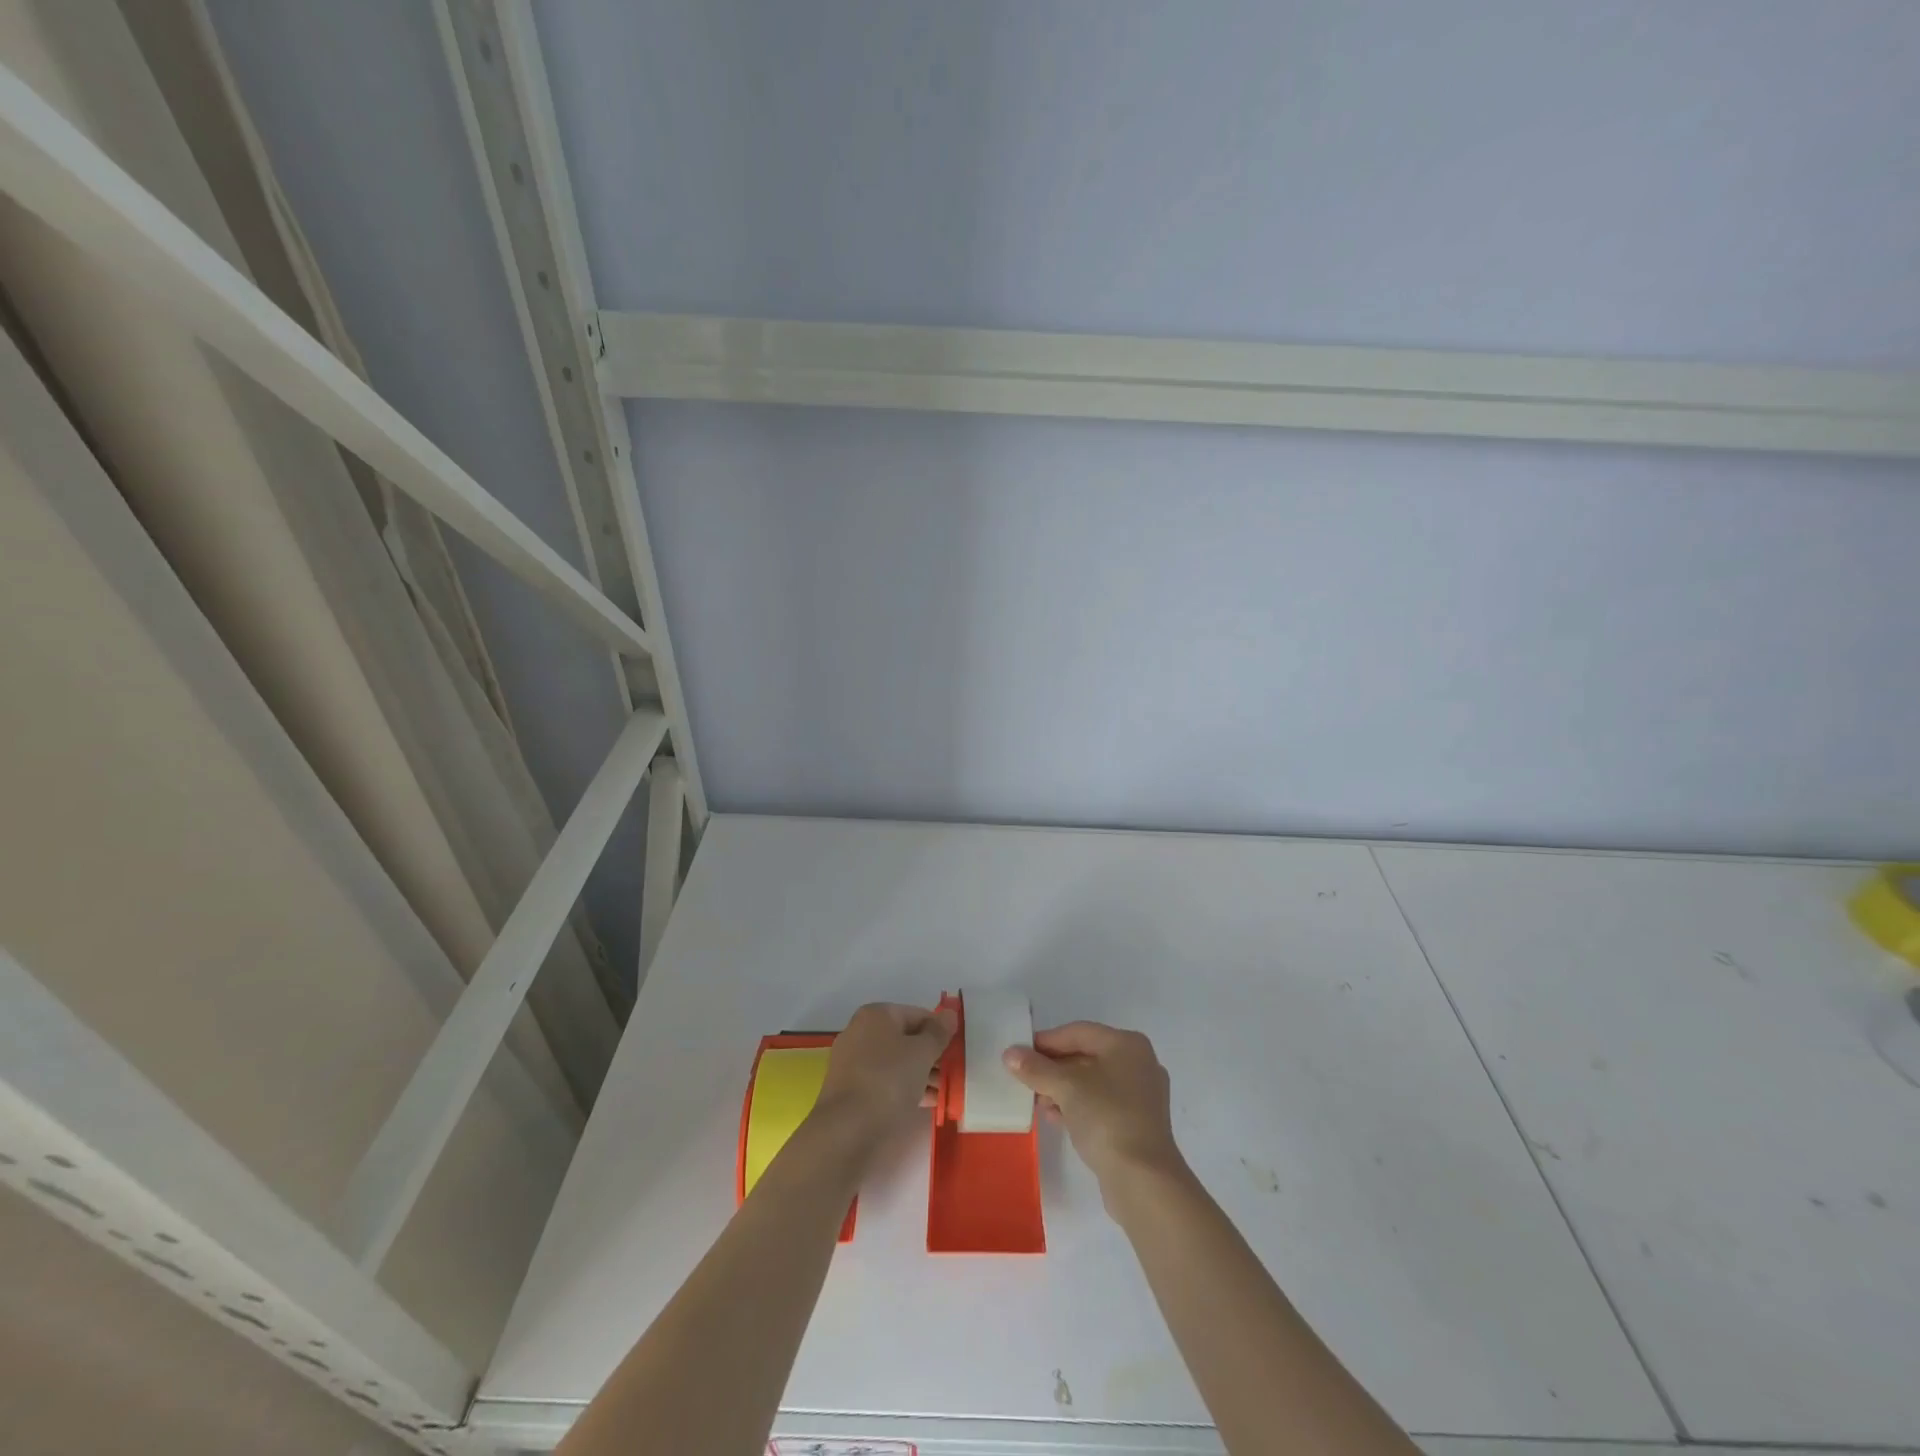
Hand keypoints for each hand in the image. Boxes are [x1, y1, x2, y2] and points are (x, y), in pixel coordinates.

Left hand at [811, 1002, 955, 1148]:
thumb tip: (949, 1014)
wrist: (847, 1129)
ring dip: (920, 1073)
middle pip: (905, 1038)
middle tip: (951, 1073)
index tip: (956, 1051)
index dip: (939, 1031)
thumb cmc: (888, 1080)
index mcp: (876, 1015)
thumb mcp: (922, 1053)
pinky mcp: (850, 1087)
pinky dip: (904, 1087)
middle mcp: (860, 1031)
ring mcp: (852, 1060)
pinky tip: (924, 1102)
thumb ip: (938, 1033)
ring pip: (895, 1061)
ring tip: (941, 1092)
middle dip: (930, 1055)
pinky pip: (884, 1080)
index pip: (917, 1015)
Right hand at [1003, 1022, 1184, 1194]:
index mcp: (1127, 1044)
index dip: (1047, 1040)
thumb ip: (1036, 1068)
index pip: (1079, 1032)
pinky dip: (1078, 1106)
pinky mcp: (1138, 1124)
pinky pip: (1102, 1104)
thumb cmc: (1106, 1118)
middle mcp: (1138, 1063)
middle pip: (1086, 1056)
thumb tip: (1010, 1054)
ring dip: (1063, 1089)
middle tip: (1025, 1078)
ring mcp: (1141, 1096)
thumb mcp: (1066, 1088)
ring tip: (1037, 1101)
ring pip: (1093, 1082)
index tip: (1019, 1053)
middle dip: (1053, 1067)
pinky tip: (1055, 1118)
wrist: (1143, 1180)